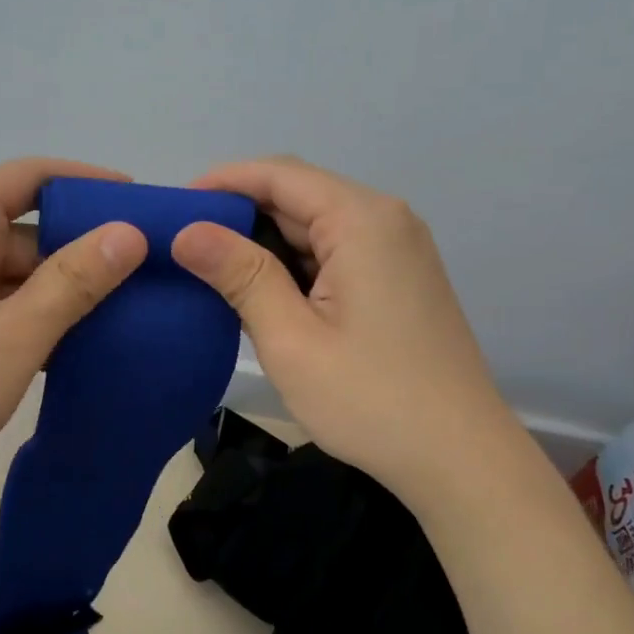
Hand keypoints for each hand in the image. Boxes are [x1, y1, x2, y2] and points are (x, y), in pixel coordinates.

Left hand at [0, 158, 147, 523]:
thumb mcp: (13, 336)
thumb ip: (75, 280)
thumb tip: (131, 232)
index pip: (38, 176)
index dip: (95, 187)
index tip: (149, 211)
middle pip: (29, 225)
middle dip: (85, 252)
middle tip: (150, 280)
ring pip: (13, 269)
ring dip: (60, 292)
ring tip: (126, 317)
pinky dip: (29, 316)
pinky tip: (73, 346)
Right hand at [171, 157, 513, 502]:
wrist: (459, 459)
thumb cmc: (370, 400)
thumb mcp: (291, 339)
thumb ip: (240, 275)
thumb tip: (187, 231)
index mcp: (362, 220)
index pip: (279, 175)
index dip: (222, 182)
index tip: (173, 208)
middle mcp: (386, 220)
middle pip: (299, 196)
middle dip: (240, 215)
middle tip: (183, 248)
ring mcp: (399, 250)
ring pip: (317, 226)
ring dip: (266, 243)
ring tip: (212, 272)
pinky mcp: (400, 279)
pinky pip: (337, 252)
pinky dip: (296, 265)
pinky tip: (263, 294)